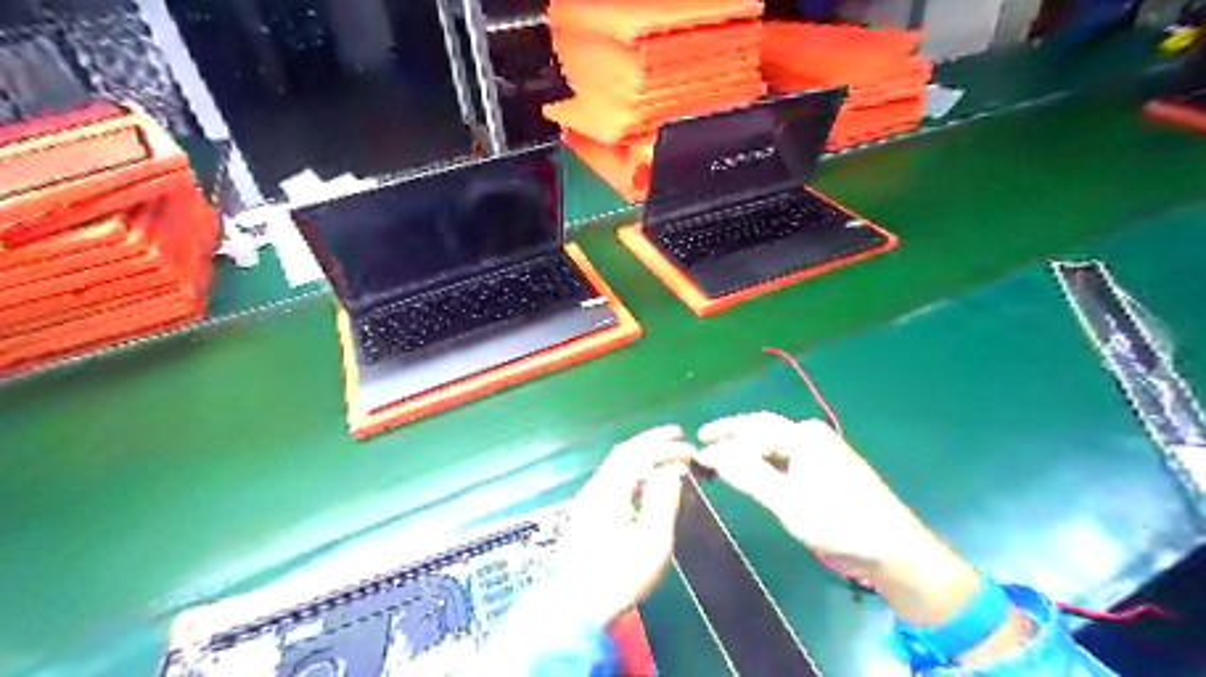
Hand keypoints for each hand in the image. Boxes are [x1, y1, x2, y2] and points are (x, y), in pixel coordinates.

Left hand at [550, 425, 691, 626]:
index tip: (688, 445)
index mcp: (609, 490)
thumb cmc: (620, 575)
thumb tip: (673, 468)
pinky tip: (645, 482)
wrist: (577, 609)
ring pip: (615, 466)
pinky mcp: (587, 516)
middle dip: (650, 442)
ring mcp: (587, 502)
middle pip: (623, 454)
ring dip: (641, 455)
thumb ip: (663, 498)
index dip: (663, 444)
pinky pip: (613, 479)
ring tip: (665, 455)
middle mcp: (595, 489)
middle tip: (676, 437)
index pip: (637, 453)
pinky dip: (632, 471)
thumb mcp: (652, 540)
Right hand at [694, 410, 982, 627]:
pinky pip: (787, 455)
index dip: (723, 441)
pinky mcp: (828, 467)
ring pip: (775, 441)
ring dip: (748, 445)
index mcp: (804, 435)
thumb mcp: (786, 501)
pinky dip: (764, 459)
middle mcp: (812, 434)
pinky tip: (754, 468)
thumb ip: (747, 474)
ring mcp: (822, 450)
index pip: (752, 430)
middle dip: (733, 432)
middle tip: (703, 437)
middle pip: (763, 427)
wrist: (894, 549)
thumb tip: (712, 454)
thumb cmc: (838, 522)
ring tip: (722, 453)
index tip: (697, 453)